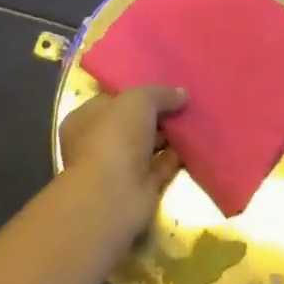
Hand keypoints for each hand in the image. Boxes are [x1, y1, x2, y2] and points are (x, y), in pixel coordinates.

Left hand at [59, 86, 186, 242]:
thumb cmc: (114, 137)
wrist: (114, 195)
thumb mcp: (138, 100)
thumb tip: (181, 94)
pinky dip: (178, 156)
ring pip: (149, 145)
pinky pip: (163, 165)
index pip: (112, 101)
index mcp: (85, 119)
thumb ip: (160, 93)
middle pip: (133, 123)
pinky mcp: (141, 186)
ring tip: (197, 119)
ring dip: (170, 135)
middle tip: (186, 102)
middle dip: (158, 114)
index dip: (138, 93)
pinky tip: (197, 143)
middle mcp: (100, 143)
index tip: (165, 88)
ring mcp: (120, 166)